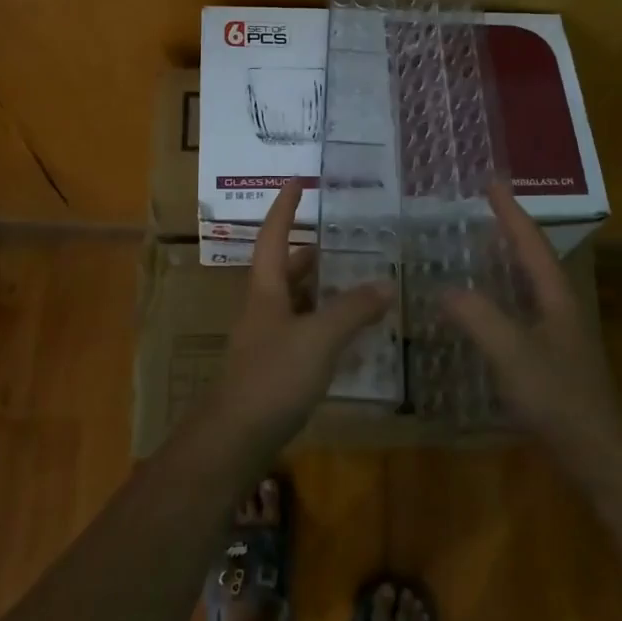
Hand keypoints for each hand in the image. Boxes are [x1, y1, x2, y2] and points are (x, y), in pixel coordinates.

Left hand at [211, 182, 394, 451]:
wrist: (234, 440)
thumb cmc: (273, 377)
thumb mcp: (319, 338)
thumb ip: (353, 310)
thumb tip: (387, 284)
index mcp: (266, 290)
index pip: (273, 235)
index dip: (285, 206)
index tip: (297, 180)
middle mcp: (262, 308)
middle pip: (284, 270)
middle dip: (309, 253)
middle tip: (342, 242)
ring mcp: (265, 340)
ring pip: (294, 303)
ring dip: (319, 291)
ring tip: (354, 284)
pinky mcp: (273, 370)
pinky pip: (301, 333)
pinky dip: (323, 325)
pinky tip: (347, 337)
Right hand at [444, 184, 621, 458]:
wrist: (595, 452)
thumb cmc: (557, 397)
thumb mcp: (512, 353)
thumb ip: (478, 317)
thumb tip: (445, 289)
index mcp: (555, 295)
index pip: (531, 242)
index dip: (510, 212)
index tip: (492, 182)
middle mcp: (559, 306)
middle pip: (533, 257)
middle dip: (509, 230)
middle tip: (482, 208)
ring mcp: (557, 332)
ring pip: (528, 283)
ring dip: (505, 260)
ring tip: (478, 246)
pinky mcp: (550, 356)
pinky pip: (520, 309)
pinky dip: (500, 294)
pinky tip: (482, 306)